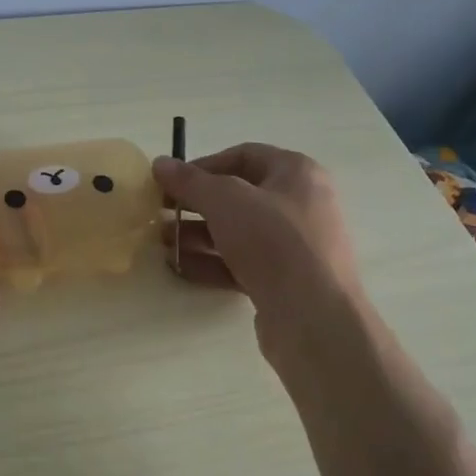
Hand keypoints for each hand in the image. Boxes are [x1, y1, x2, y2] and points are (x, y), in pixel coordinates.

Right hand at [152, 143, 364, 361]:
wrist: (315, 319)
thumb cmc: (273, 241)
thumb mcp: (224, 201)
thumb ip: (190, 181)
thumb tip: (160, 163)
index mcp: (297, 173)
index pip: (244, 156)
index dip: (203, 165)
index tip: (172, 182)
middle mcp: (301, 205)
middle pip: (238, 196)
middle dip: (196, 204)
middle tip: (161, 213)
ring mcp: (295, 246)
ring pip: (238, 232)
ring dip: (197, 235)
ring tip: (162, 243)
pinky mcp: (285, 282)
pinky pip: (242, 263)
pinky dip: (211, 262)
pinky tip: (179, 267)